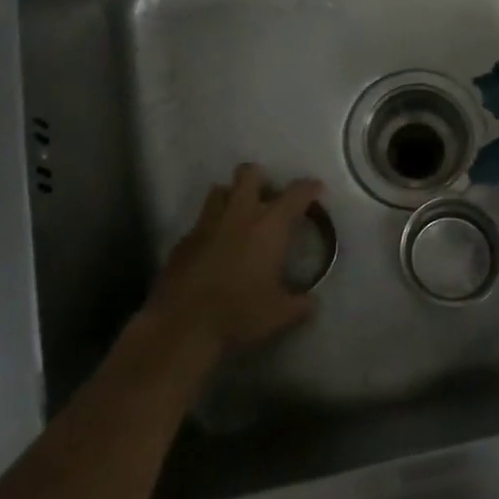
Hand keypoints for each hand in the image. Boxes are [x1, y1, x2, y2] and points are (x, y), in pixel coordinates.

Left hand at [145, 164, 323, 356]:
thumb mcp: (280, 314)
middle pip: (248, 174)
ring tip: (239, 217)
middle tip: (268, 197)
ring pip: (219, 191)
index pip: (295, 194)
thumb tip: (312, 302)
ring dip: (231, 197)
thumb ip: (300, 304)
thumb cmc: (240, 312)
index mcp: (269, 226)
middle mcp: (239, 215)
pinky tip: (214, 249)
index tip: (316, 188)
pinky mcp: (183, 240)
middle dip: (260, 178)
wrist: (183, 325)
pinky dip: (211, 228)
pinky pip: (201, 222)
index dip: (308, 187)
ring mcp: (207, 224)